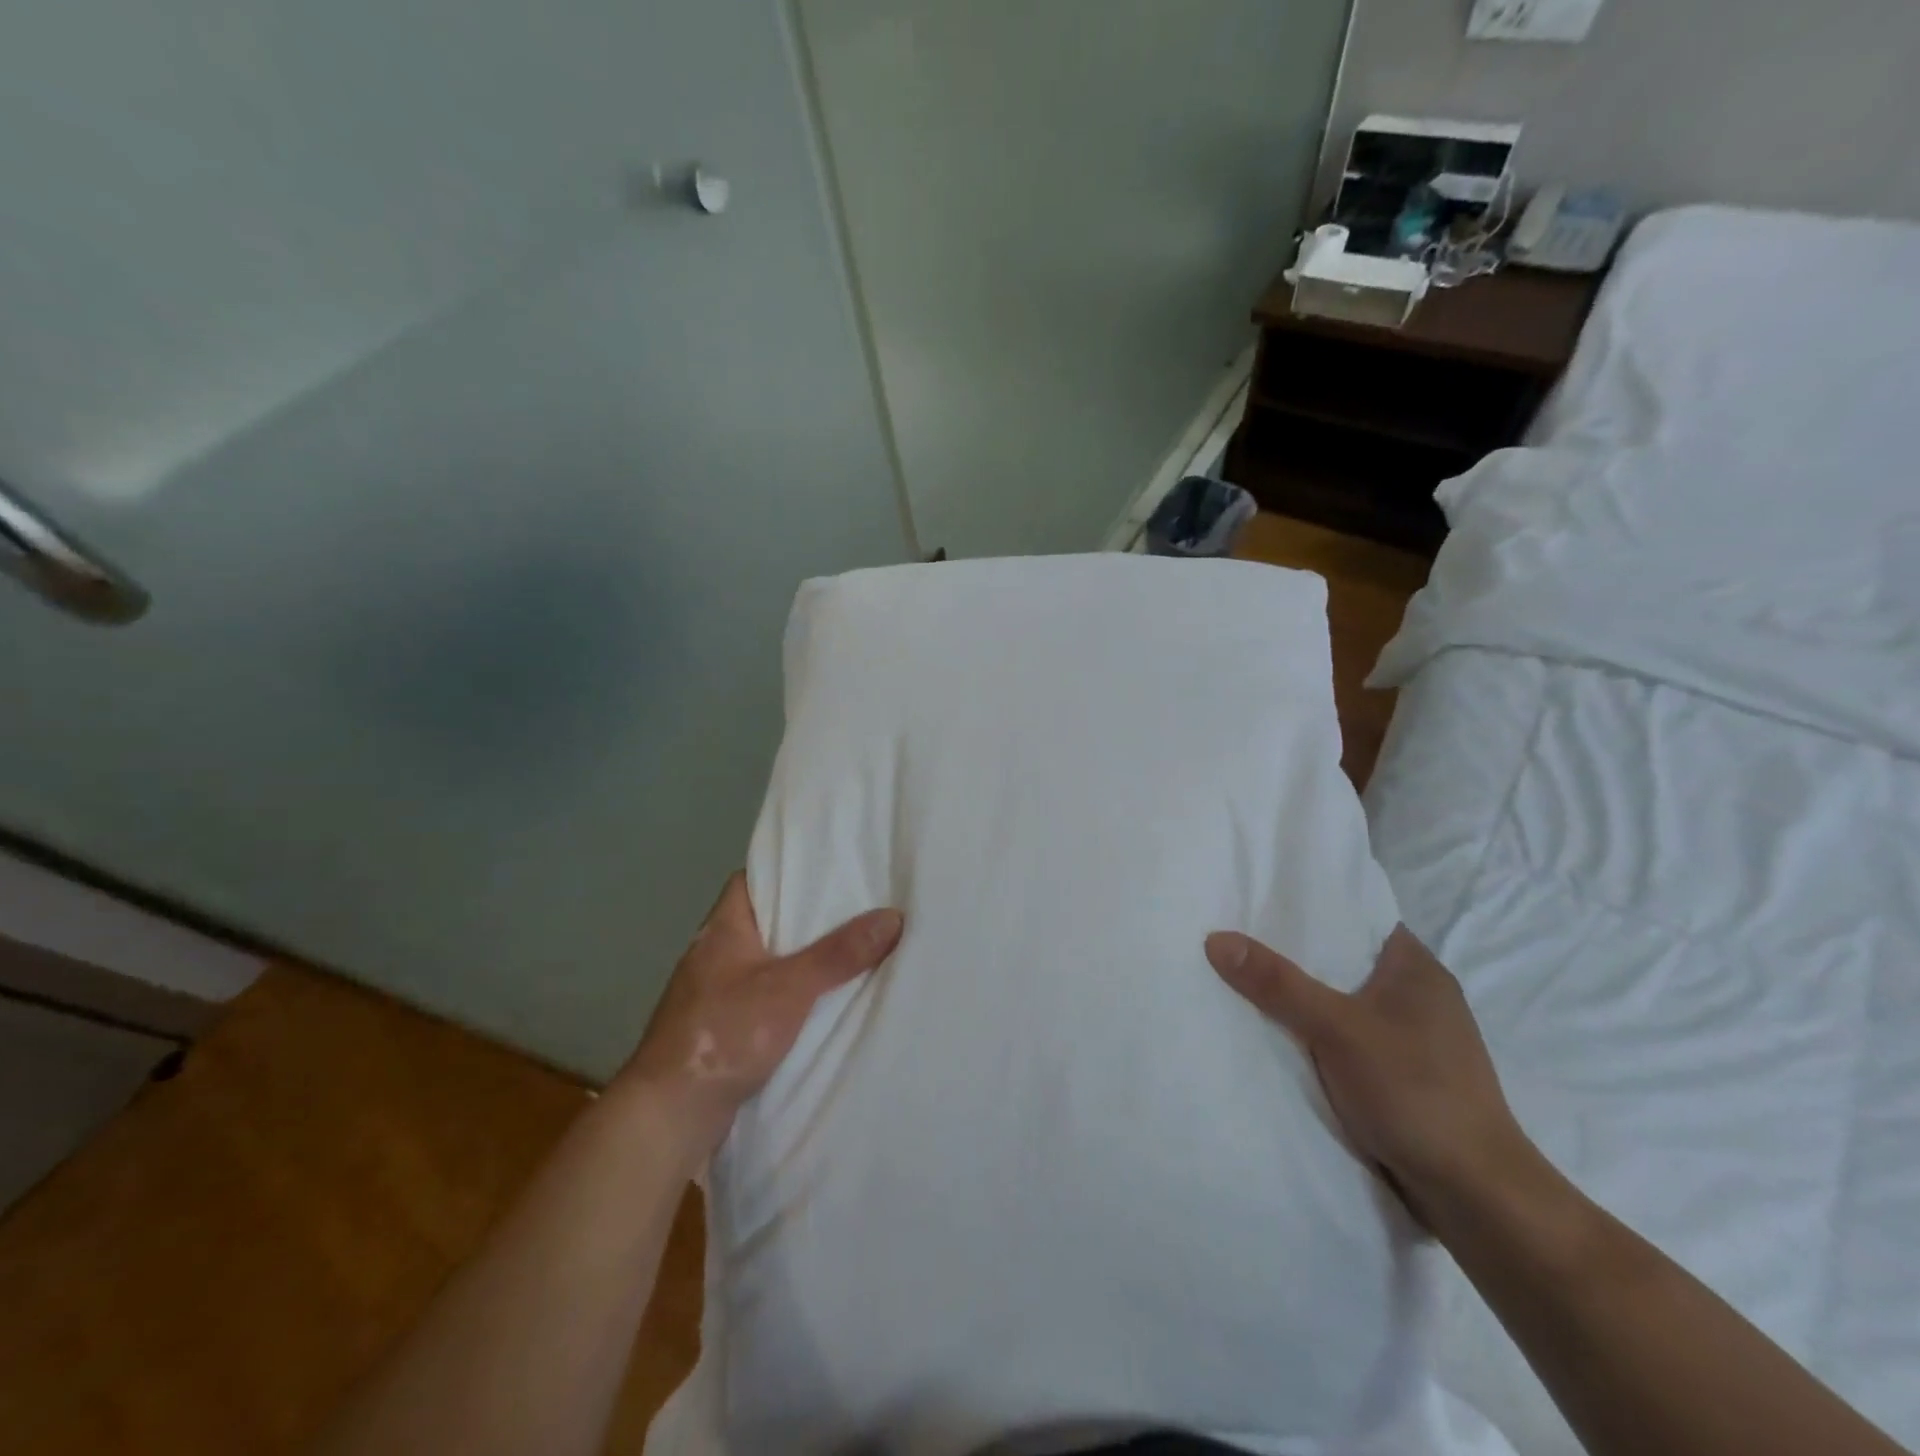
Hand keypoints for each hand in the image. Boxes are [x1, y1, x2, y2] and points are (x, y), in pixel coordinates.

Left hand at [619, 874, 903, 1159]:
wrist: (669, 1116)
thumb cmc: (723, 1033)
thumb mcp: (789, 987)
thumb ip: (839, 954)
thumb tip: (893, 916)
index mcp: (722, 929)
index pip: (752, 879)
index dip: (787, 871)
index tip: (828, 870)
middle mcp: (714, 955)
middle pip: (766, 921)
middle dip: (807, 918)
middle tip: (856, 908)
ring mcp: (715, 994)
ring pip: (768, 962)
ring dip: (801, 960)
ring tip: (851, 949)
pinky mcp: (722, 1029)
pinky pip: (765, 998)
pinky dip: (792, 995)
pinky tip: (823, 1002)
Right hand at [1204, 925, 1532, 1224]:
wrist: (1476, 1197)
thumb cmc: (1415, 1092)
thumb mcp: (1336, 1028)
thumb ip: (1277, 983)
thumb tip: (1215, 937)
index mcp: (1417, 968)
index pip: (1355, 915)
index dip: (1307, 906)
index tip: (1256, 900)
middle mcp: (1419, 995)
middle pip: (1342, 959)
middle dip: (1293, 954)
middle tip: (1235, 938)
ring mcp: (1413, 1038)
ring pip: (1342, 1002)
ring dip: (1302, 999)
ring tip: (1243, 981)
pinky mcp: (1404, 1075)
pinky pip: (1346, 1038)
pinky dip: (1315, 1034)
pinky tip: (1278, 1036)